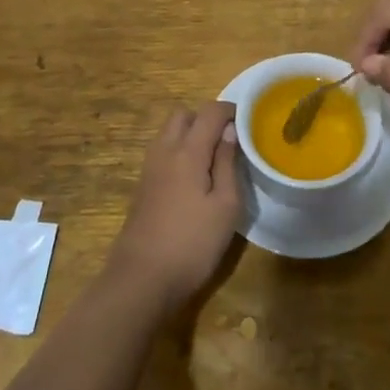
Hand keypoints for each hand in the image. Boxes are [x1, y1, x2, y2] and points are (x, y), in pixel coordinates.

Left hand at [110, 101, 241, 310]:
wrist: (141, 279)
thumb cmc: (192, 243)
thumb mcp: (226, 206)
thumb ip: (229, 163)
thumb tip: (230, 131)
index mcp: (188, 151)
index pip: (209, 111)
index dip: (230, 110)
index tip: (248, 122)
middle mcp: (164, 151)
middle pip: (183, 115)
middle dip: (206, 118)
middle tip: (228, 141)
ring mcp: (149, 168)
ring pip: (169, 132)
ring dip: (190, 135)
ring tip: (214, 160)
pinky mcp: (142, 186)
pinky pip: (162, 152)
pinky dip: (179, 151)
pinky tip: (194, 179)